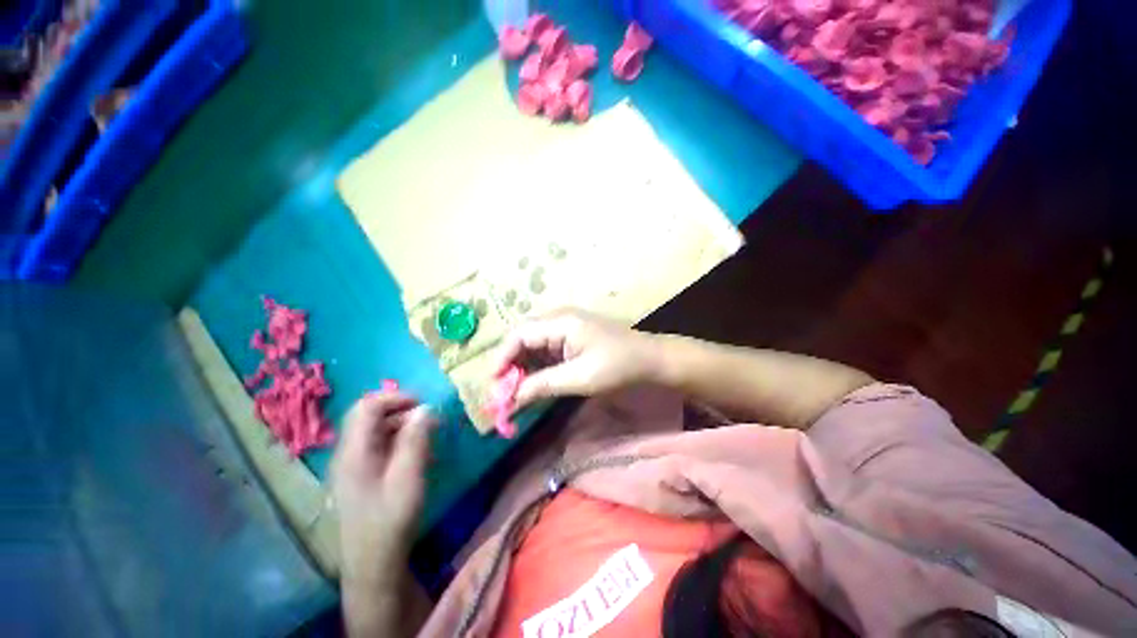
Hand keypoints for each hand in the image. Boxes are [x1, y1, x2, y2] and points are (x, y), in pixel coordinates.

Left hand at [331, 392, 434, 583]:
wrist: (373, 564)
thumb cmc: (391, 519)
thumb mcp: (409, 476)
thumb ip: (416, 439)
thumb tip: (425, 408)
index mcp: (354, 452)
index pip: (367, 406)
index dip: (395, 397)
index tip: (423, 404)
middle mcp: (348, 454)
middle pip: (369, 416)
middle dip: (401, 410)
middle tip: (429, 419)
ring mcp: (352, 466)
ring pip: (375, 431)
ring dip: (402, 426)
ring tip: (428, 436)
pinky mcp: (360, 476)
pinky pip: (378, 446)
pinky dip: (399, 441)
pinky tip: (417, 454)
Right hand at [494, 309, 659, 410]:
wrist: (651, 359)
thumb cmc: (618, 366)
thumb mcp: (579, 378)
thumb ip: (542, 385)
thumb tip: (511, 399)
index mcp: (559, 322)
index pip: (518, 335)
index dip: (502, 359)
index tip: (494, 386)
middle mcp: (558, 319)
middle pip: (523, 339)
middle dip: (511, 365)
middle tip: (504, 393)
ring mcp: (565, 327)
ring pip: (533, 345)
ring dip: (523, 368)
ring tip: (516, 393)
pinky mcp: (571, 338)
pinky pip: (546, 350)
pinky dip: (537, 368)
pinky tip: (535, 384)